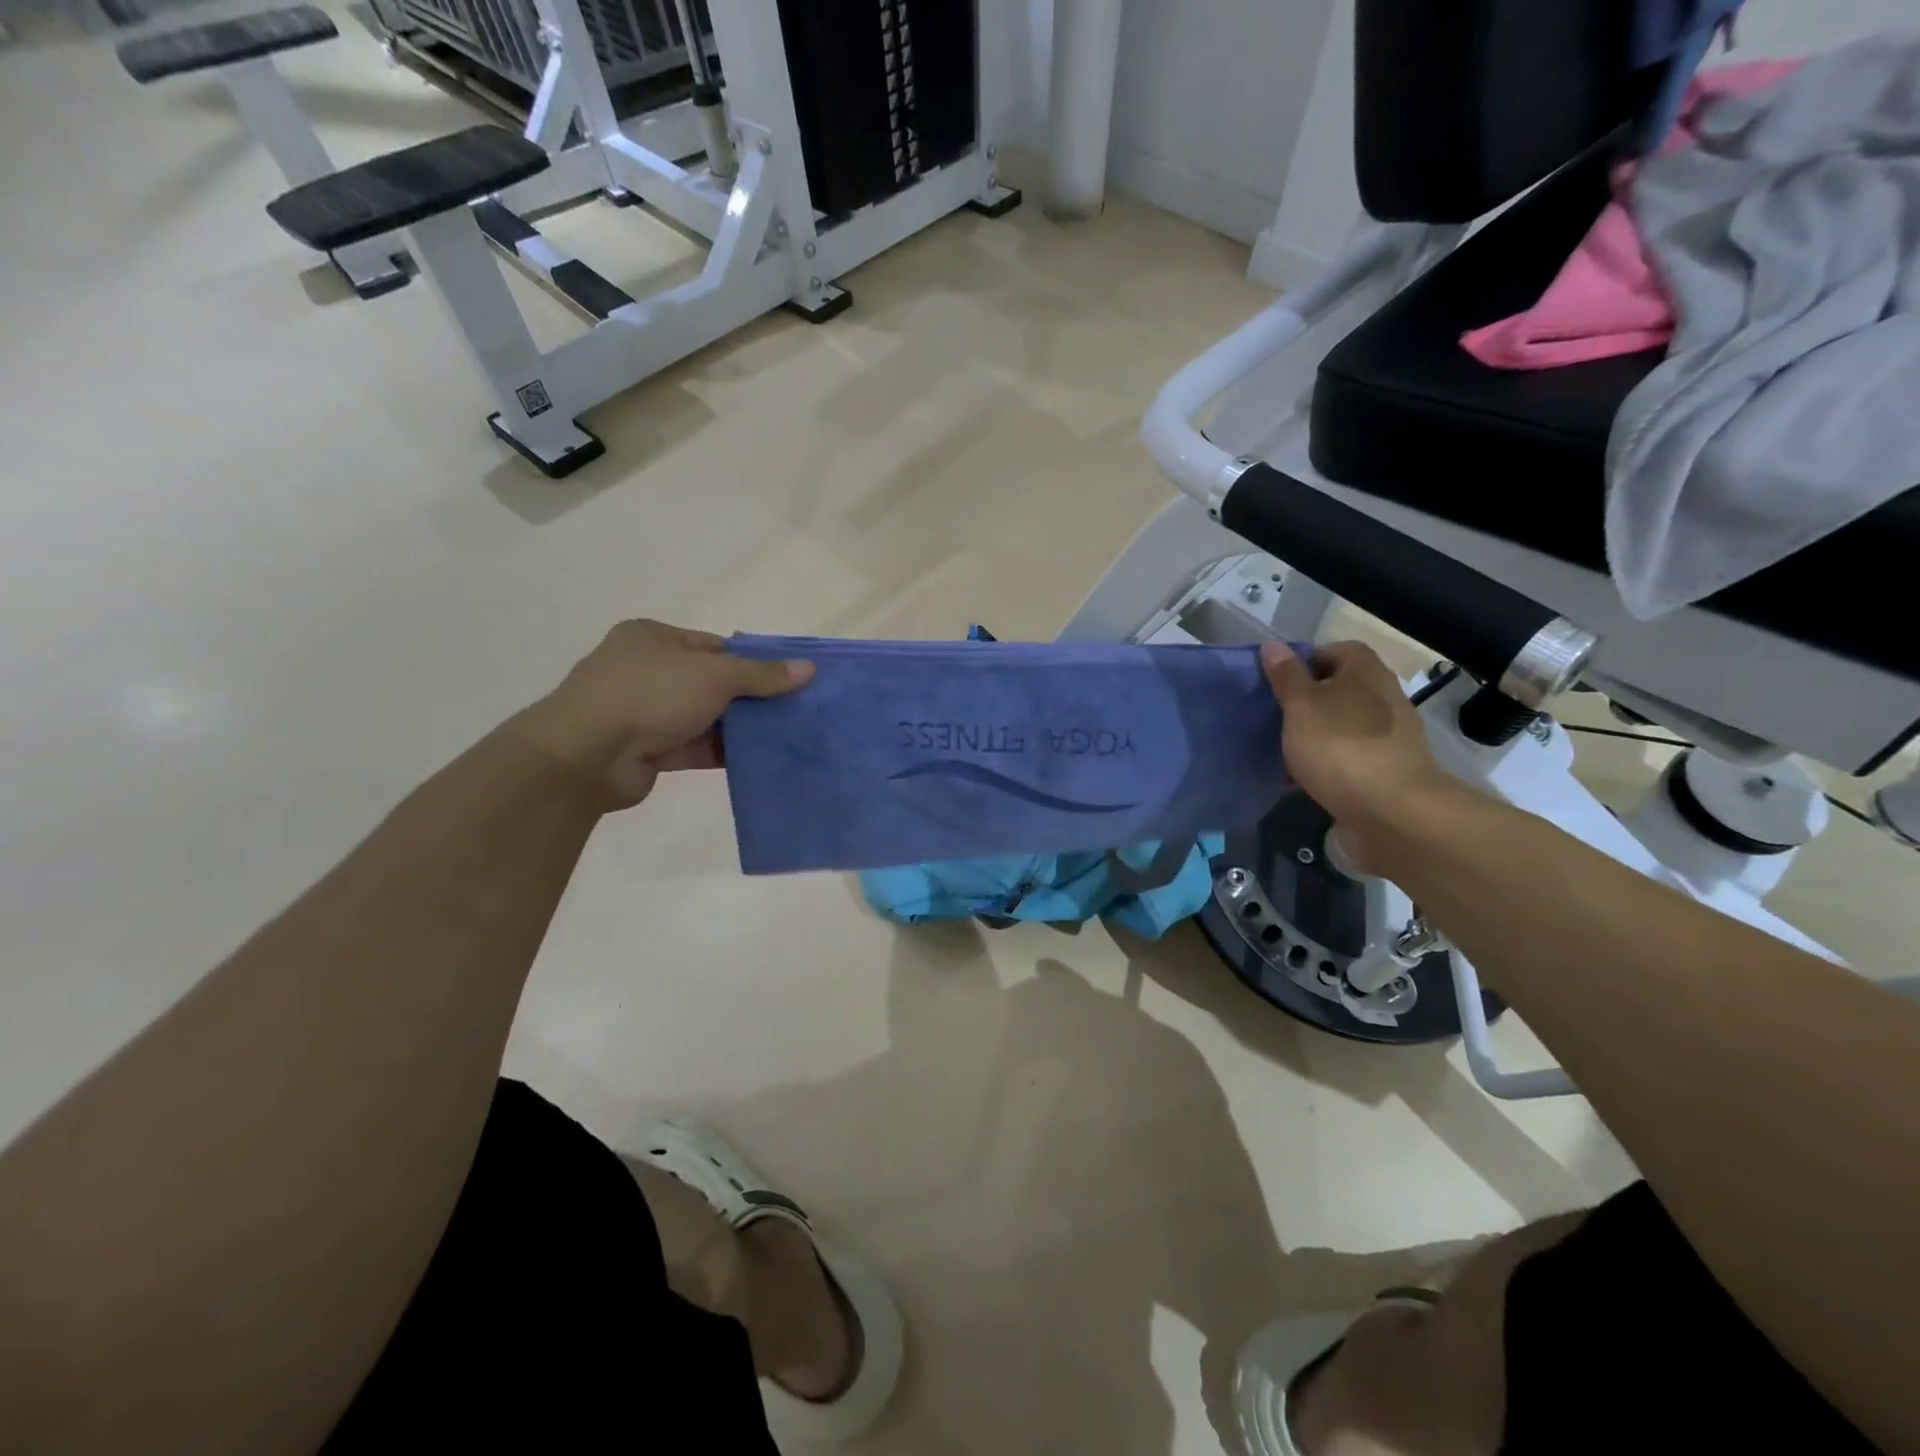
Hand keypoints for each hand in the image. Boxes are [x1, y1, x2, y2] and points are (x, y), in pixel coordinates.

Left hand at [506, 620, 813, 808]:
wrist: (587, 755)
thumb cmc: (649, 694)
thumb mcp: (714, 675)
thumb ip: (761, 674)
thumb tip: (808, 668)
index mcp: (654, 639)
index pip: (715, 646)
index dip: (753, 661)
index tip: (789, 678)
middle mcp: (647, 670)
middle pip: (712, 682)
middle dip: (750, 697)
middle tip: (793, 709)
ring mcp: (645, 712)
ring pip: (704, 717)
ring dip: (739, 727)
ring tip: (785, 736)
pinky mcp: (648, 751)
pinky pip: (695, 747)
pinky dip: (723, 752)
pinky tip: (758, 759)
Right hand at [1259, 640, 1459, 872]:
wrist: (1392, 813)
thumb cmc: (1341, 746)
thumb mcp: (1302, 705)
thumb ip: (1286, 676)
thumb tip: (1273, 646)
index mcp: (1366, 673)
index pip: (1336, 650)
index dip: (1305, 660)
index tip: (1276, 680)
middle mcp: (1383, 698)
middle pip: (1339, 688)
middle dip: (1305, 701)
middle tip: (1272, 715)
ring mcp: (1388, 737)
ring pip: (1341, 725)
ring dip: (1313, 735)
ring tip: (1280, 750)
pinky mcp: (1385, 771)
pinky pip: (1346, 758)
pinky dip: (1324, 764)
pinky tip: (1299, 781)